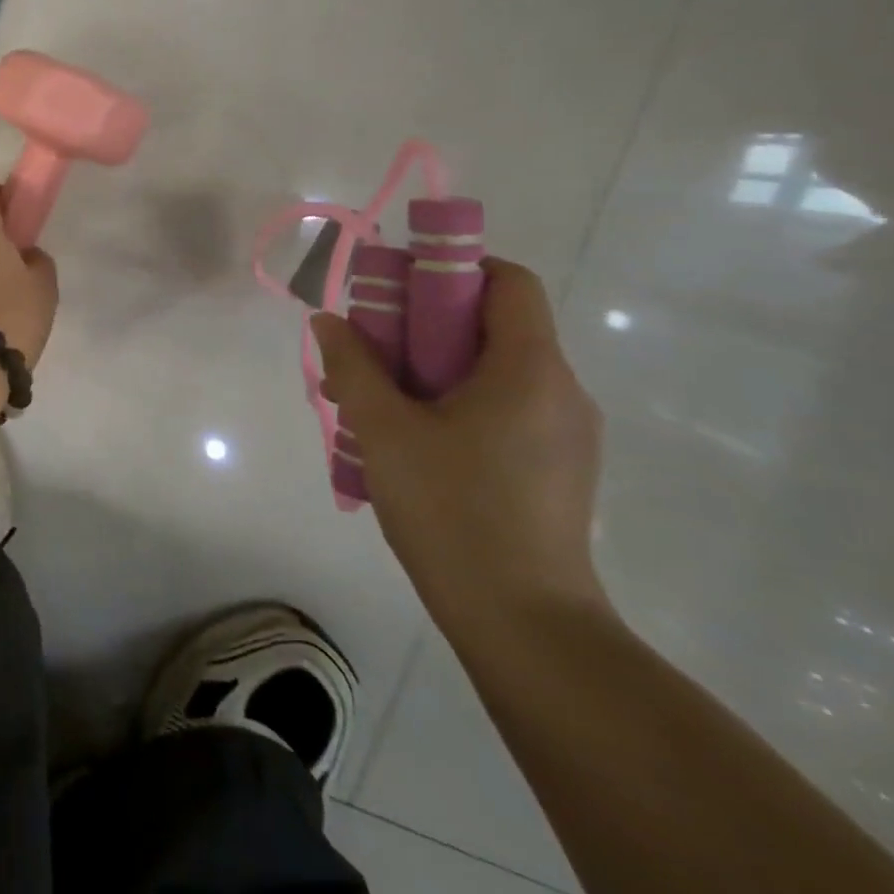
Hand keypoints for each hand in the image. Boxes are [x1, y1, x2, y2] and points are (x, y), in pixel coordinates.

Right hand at [311, 259, 606, 635]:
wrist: (525, 625)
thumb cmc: (453, 510)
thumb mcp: (383, 429)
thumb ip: (353, 365)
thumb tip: (328, 320)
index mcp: (530, 368)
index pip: (508, 281)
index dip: (452, 268)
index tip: (398, 290)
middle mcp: (561, 390)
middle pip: (494, 324)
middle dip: (425, 324)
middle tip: (370, 351)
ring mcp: (566, 434)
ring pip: (493, 370)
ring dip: (434, 367)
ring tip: (378, 402)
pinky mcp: (557, 468)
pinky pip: (504, 408)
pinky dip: (455, 402)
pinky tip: (412, 441)